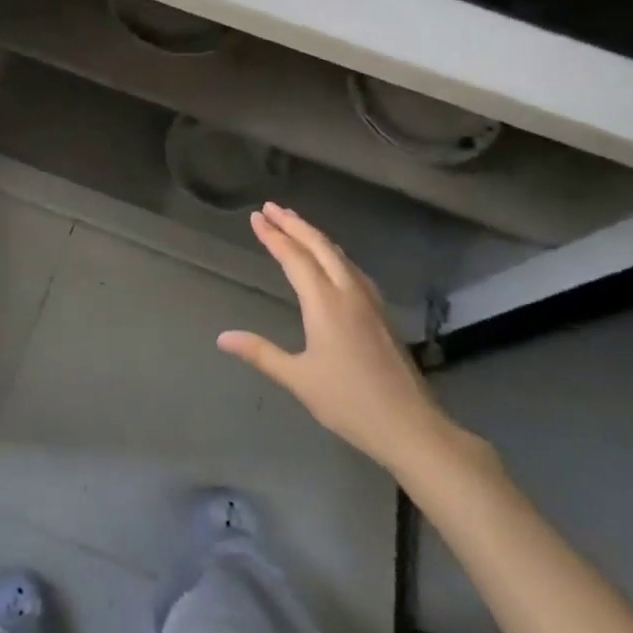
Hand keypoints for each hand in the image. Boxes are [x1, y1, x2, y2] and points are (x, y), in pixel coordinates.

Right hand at [219, 203, 455, 472]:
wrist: (410, 425)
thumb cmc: (349, 402)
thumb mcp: (298, 378)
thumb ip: (260, 353)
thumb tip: (222, 337)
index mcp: (325, 302)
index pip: (294, 258)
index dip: (273, 236)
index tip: (256, 217)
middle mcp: (348, 292)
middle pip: (319, 246)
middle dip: (294, 224)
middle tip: (271, 207)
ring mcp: (369, 300)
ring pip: (338, 254)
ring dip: (314, 235)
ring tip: (295, 223)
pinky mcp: (380, 312)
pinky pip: (351, 268)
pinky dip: (332, 252)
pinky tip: (331, 260)